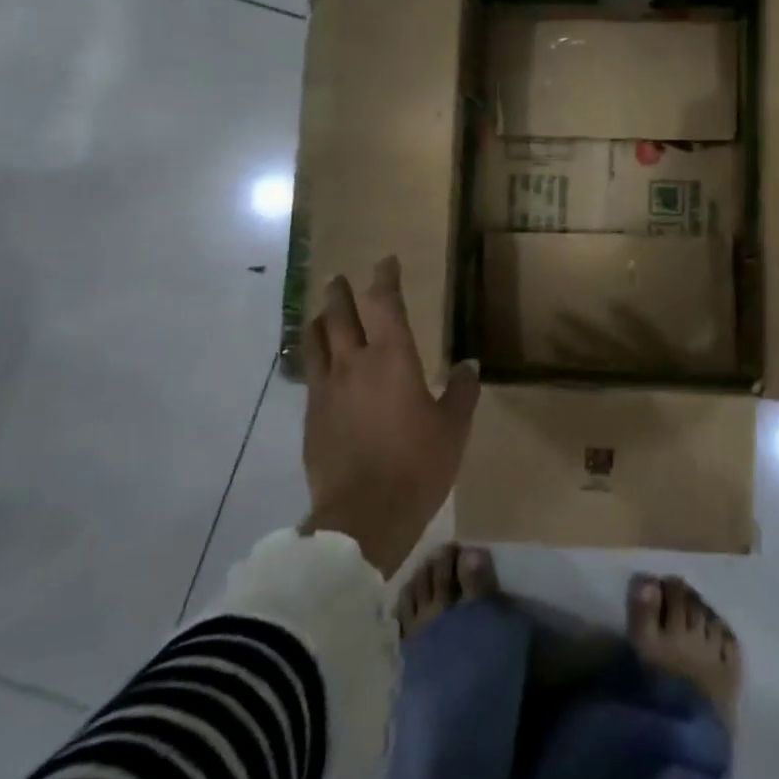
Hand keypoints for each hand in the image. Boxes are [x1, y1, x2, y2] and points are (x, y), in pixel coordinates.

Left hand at [300, 256, 480, 576]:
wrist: (362, 517)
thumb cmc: (418, 464)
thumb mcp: (453, 428)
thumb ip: (461, 391)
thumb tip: (468, 365)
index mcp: (392, 358)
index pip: (385, 304)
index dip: (385, 278)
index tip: (386, 261)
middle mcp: (354, 363)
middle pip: (340, 315)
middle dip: (342, 293)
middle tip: (340, 279)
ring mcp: (326, 390)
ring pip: (316, 342)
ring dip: (320, 321)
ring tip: (321, 313)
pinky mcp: (311, 417)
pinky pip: (310, 374)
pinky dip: (314, 357)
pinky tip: (319, 365)